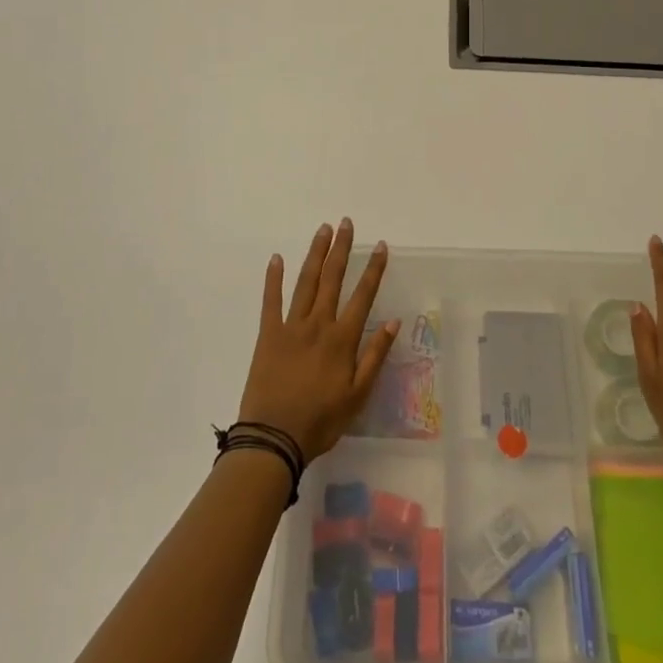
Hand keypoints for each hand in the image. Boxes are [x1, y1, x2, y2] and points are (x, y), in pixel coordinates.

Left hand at [238, 218, 398, 462]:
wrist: (273, 438)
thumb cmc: (320, 421)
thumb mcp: (357, 396)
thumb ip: (375, 356)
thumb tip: (393, 322)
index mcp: (342, 339)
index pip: (363, 296)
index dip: (373, 270)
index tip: (381, 246)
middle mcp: (318, 324)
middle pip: (332, 279)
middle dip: (341, 249)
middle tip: (346, 223)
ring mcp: (291, 326)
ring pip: (306, 282)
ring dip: (315, 254)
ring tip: (323, 230)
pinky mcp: (268, 334)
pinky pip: (271, 300)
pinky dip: (274, 278)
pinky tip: (277, 258)